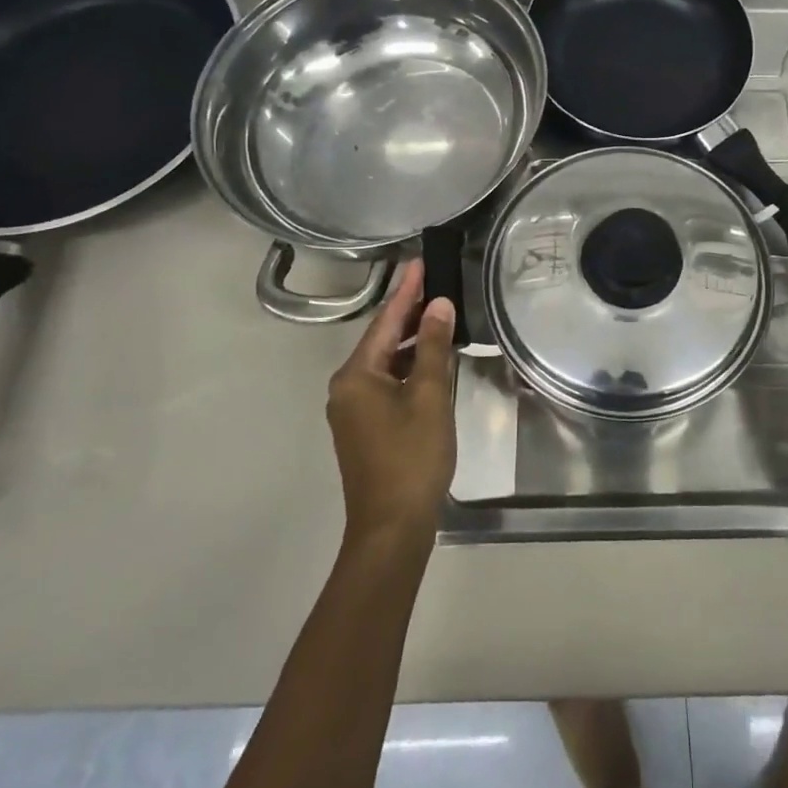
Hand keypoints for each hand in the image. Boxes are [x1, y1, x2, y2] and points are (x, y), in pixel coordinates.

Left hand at [326, 261, 456, 549]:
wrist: (391, 526)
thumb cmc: (411, 457)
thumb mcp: (429, 396)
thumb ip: (433, 347)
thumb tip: (438, 305)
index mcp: (356, 375)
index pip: (385, 320)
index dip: (407, 291)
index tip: (421, 261)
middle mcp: (346, 387)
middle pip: (382, 339)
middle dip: (409, 313)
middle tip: (437, 283)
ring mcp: (353, 410)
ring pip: (385, 363)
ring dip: (412, 342)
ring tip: (441, 316)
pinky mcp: (364, 428)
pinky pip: (386, 383)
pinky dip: (408, 368)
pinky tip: (431, 361)